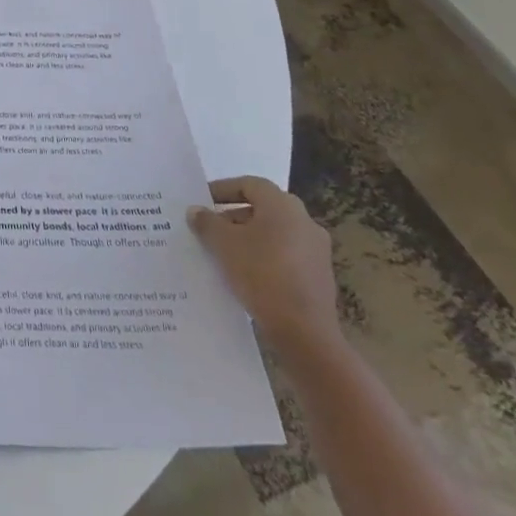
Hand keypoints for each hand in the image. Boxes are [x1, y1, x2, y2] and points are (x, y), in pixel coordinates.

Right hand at [188, 177, 340, 355]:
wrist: (304, 331)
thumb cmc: (261, 273)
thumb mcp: (223, 244)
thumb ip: (207, 222)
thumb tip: (196, 211)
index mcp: (283, 205)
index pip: (249, 184)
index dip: (223, 189)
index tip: (202, 200)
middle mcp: (304, 221)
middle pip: (263, 208)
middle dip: (233, 216)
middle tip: (209, 227)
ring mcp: (316, 250)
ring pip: (274, 233)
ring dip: (248, 237)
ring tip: (223, 252)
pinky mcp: (319, 276)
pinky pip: (285, 255)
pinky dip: (264, 256)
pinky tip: (246, 273)